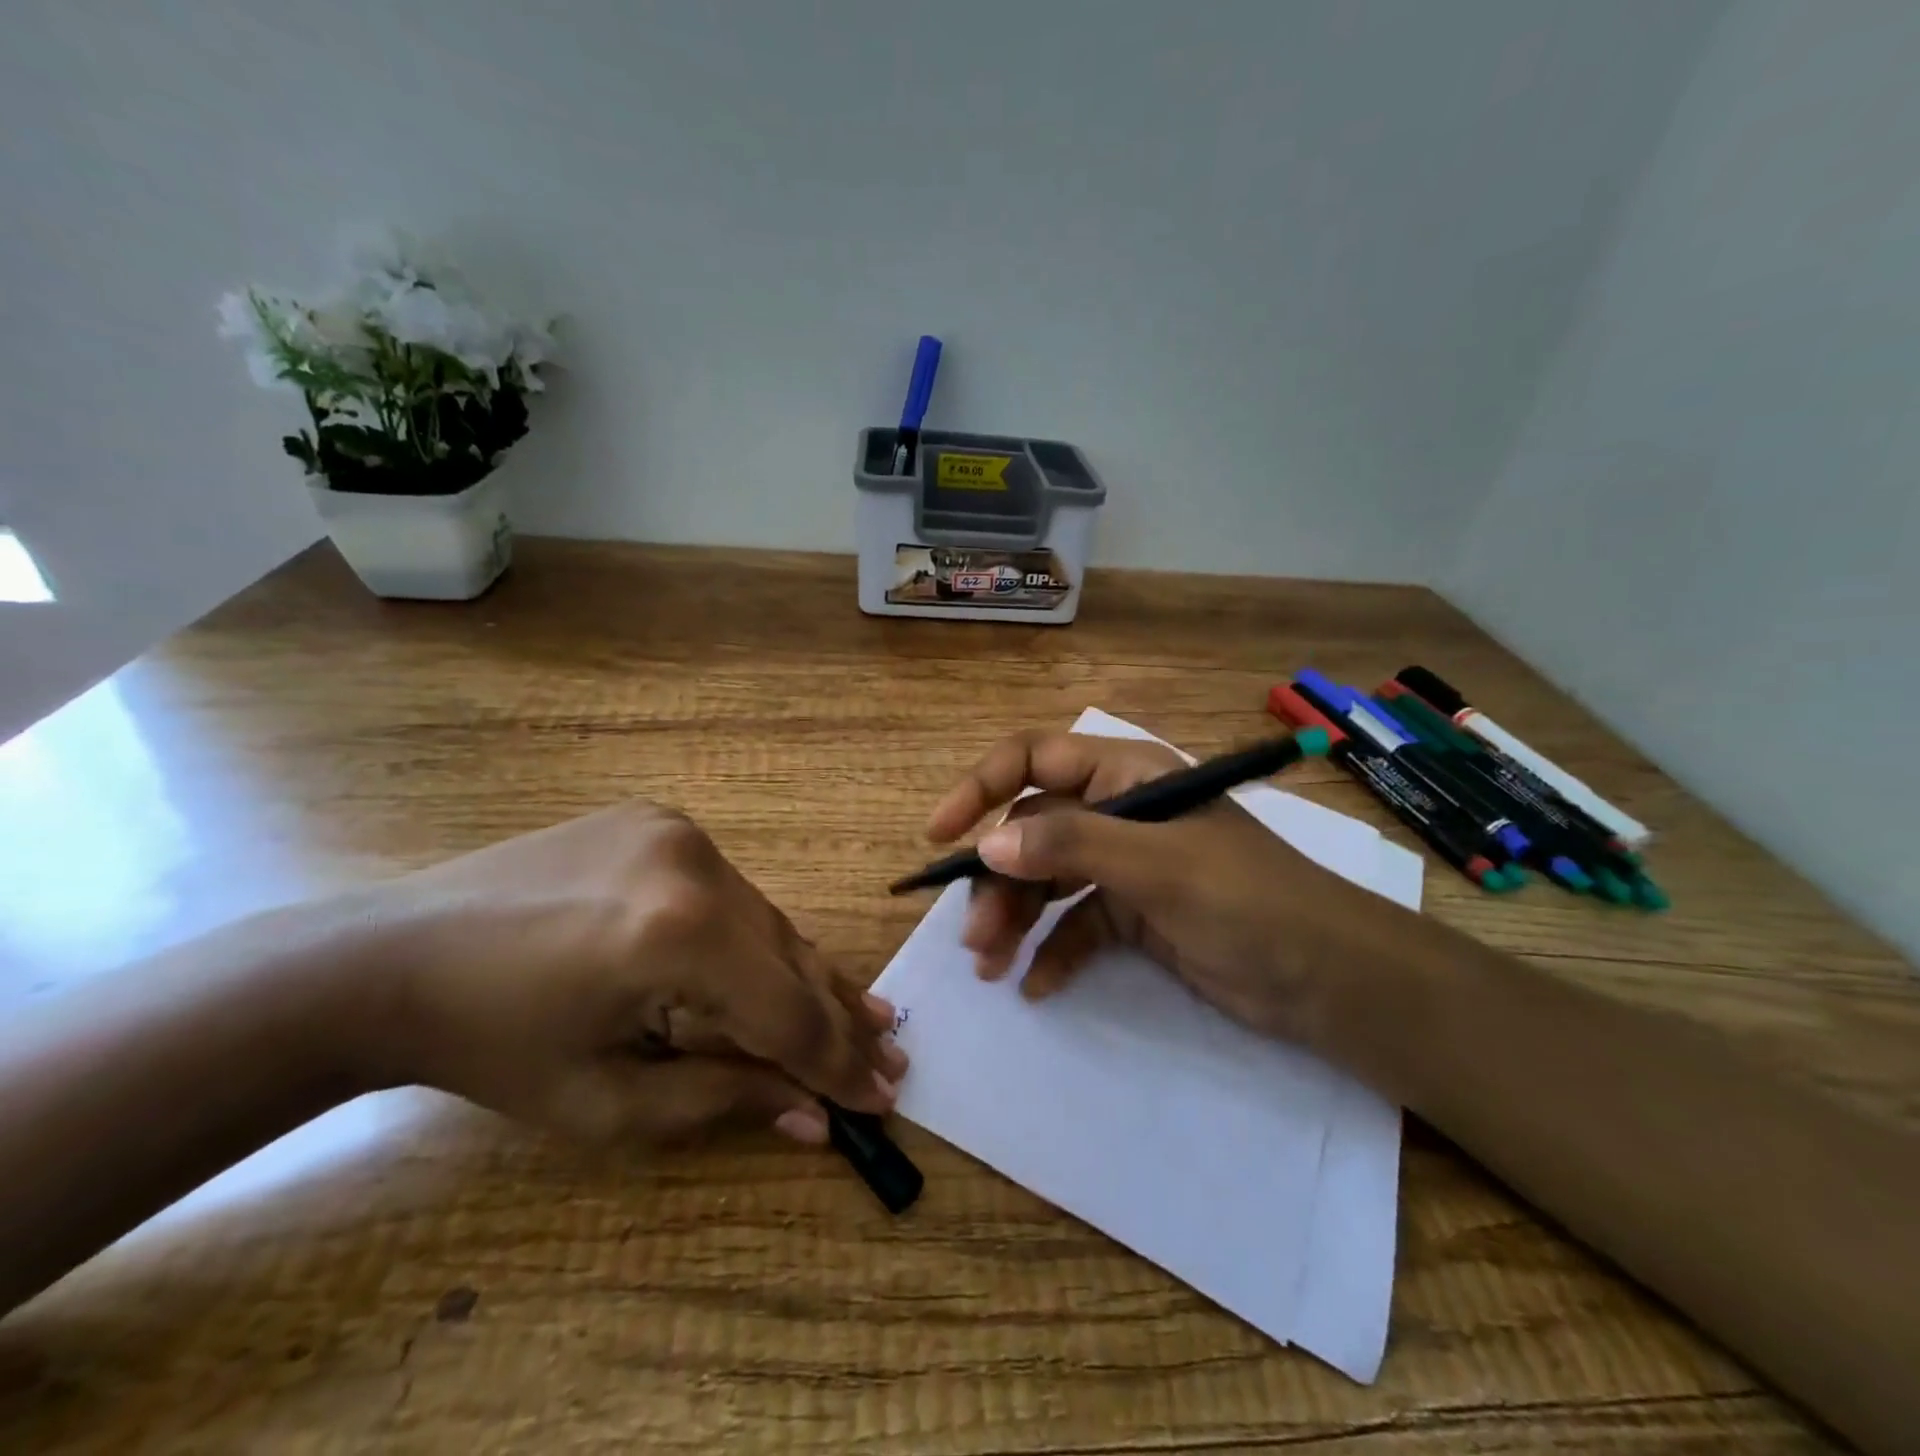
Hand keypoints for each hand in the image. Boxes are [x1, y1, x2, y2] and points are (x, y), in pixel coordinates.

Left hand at [357, 801, 905, 1146]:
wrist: (390, 955)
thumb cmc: (493, 1047)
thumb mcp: (609, 1100)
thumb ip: (725, 1098)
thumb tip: (815, 1118)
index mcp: (675, 936)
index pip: (785, 1012)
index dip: (835, 1063)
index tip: (881, 1098)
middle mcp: (695, 865)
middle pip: (789, 957)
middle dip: (838, 1018)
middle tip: (891, 1055)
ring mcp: (680, 831)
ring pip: (765, 919)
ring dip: (805, 975)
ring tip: (861, 1016)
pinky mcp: (663, 820)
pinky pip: (730, 892)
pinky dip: (756, 938)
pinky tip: (780, 967)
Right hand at [926, 731, 1370, 1046]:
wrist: (1329, 982)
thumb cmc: (1249, 902)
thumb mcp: (1159, 867)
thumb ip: (1072, 847)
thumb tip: (987, 844)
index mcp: (1126, 776)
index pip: (1035, 760)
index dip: (981, 787)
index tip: (940, 833)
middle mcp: (1118, 813)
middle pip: (1032, 831)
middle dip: (998, 880)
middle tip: (974, 936)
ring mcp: (1124, 866)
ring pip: (1046, 881)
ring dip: (1014, 918)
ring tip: (991, 965)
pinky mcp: (1132, 916)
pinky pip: (1073, 925)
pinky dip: (1051, 951)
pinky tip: (1036, 985)